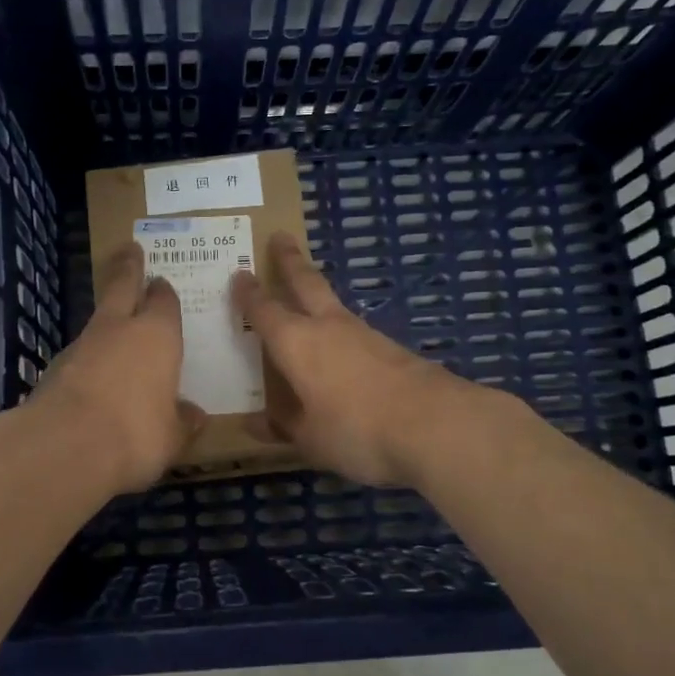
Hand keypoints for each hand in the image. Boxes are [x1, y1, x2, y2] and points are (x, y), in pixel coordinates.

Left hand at [32, 242, 205, 492]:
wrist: (65, 446)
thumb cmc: (136, 433)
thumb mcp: (172, 436)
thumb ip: (182, 422)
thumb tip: (194, 416)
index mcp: (158, 336)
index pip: (164, 302)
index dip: (164, 293)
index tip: (162, 283)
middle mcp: (119, 329)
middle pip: (122, 287)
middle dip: (128, 268)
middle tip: (130, 250)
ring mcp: (82, 345)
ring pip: (97, 321)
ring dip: (106, 318)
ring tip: (114, 326)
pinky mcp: (54, 368)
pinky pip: (79, 354)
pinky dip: (87, 358)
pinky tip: (93, 376)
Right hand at [232, 233, 467, 487]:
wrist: (435, 425)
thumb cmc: (356, 430)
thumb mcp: (310, 439)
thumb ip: (282, 427)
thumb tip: (253, 424)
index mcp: (296, 343)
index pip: (265, 310)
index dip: (249, 294)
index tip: (239, 275)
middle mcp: (328, 327)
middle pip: (306, 282)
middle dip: (290, 260)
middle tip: (280, 236)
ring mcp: (365, 334)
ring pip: (333, 304)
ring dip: (317, 293)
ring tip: (308, 295)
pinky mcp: (393, 349)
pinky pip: (355, 332)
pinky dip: (341, 330)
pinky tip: (343, 348)